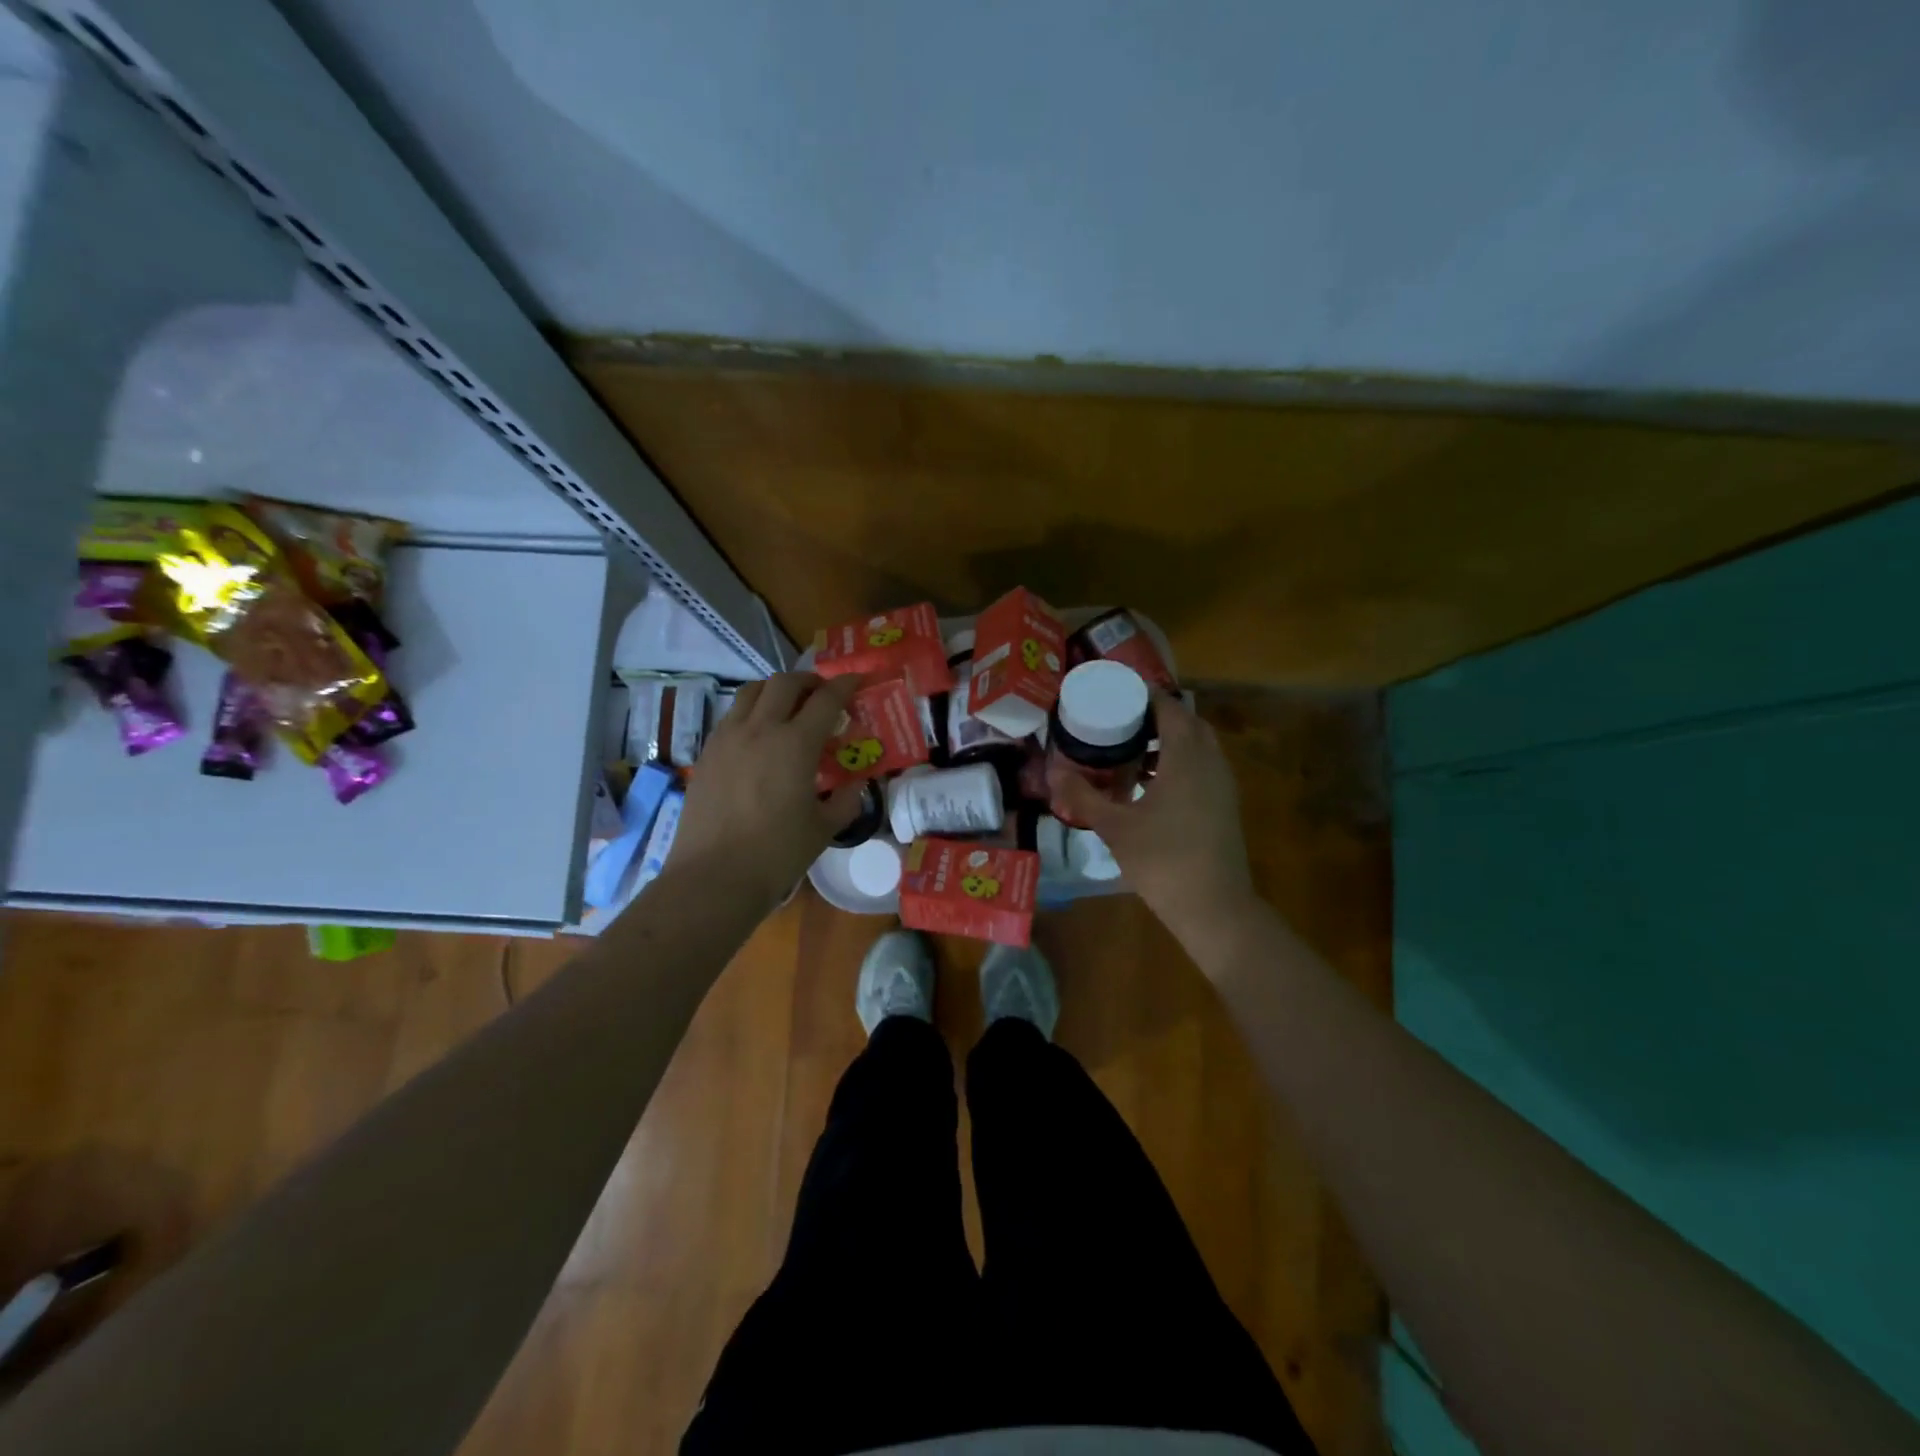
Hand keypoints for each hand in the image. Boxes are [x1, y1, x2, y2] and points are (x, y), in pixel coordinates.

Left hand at [673, 672, 867, 910]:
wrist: (713, 877)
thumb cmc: (776, 854)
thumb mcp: (823, 829)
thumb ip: (845, 801)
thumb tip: (854, 787)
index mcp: (795, 744)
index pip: (826, 699)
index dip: (845, 685)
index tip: (857, 680)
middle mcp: (760, 729)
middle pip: (785, 682)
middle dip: (808, 680)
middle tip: (822, 693)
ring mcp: (728, 738)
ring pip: (752, 692)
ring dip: (775, 690)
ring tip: (788, 706)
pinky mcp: (707, 753)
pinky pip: (731, 716)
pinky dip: (751, 712)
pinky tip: (758, 736)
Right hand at [1048, 692, 1257, 942]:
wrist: (1214, 908)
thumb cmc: (1163, 861)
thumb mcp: (1115, 827)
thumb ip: (1083, 796)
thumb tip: (1053, 772)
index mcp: (1186, 757)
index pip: (1169, 707)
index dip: (1143, 694)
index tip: (1114, 692)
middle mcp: (1210, 762)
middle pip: (1185, 722)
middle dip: (1154, 716)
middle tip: (1118, 719)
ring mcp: (1222, 784)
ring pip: (1196, 746)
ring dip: (1166, 740)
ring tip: (1127, 748)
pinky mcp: (1223, 805)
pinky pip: (1200, 767)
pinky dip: (1176, 763)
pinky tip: (1147, 784)